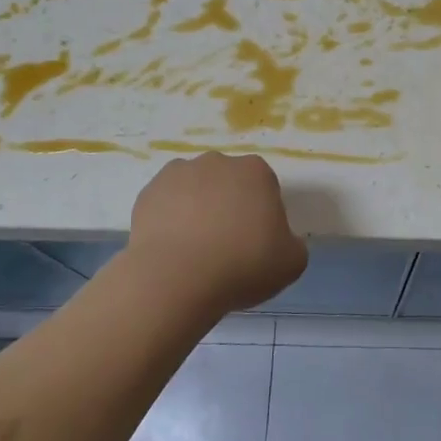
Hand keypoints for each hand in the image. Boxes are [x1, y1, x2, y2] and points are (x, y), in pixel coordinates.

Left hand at [127, 150, 308, 314]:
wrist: (176, 278)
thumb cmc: (243, 265)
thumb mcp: (292, 262)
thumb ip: (292, 243)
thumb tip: (279, 241)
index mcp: (256, 171)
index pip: (265, 188)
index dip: (263, 216)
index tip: (257, 243)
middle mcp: (218, 162)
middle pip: (229, 184)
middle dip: (229, 207)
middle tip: (227, 246)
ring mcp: (179, 173)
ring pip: (196, 190)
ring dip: (198, 210)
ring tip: (195, 250)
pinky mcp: (148, 192)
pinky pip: (166, 203)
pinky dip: (170, 219)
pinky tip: (172, 248)